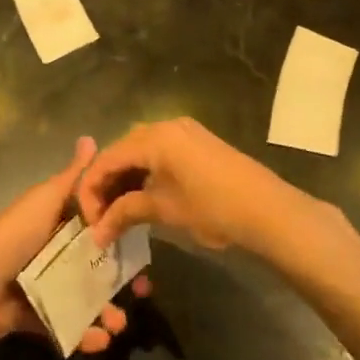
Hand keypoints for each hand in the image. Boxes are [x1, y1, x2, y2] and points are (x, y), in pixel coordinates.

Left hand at [0, 137, 149, 354]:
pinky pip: (63, 327)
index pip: (96, 230)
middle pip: (94, 269)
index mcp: (57, 226)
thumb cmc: (15, 233)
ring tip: (118, 325)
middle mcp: (52, 255)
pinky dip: (82, 335)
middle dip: (120, 283)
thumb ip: (72, 176)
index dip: (121, 240)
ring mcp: (42, 288)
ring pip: (83, 301)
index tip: (146, 253)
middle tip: (143, 293)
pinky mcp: (33, 317)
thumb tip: (91, 138)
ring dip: (105, 314)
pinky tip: (99, 340)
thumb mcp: (46, 199)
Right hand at [76, 117, 338, 259]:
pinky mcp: (198, 144)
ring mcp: (185, 133)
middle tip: (100, 218)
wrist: (270, 211)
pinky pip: (159, 153)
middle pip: (121, 151)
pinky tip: (143, 198)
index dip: (91, 190)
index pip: (107, 159)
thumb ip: (126, 213)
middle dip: (106, 184)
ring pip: (140, 152)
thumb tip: (97, 234)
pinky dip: (146, 174)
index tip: (88, 222)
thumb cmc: (213, 208)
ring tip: (118, 212)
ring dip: (126, 180)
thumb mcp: (165, 210)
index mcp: (154, 137)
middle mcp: (166, 126)